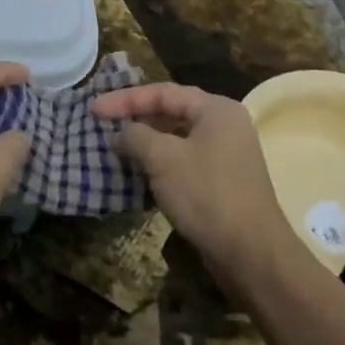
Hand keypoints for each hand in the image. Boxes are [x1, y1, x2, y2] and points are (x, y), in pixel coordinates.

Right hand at [91, 83, 290, 274]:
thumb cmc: (206, 193)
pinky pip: (184, 161)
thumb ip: (135, 136)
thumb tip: (121, 134)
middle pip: (172, 111)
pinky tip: (138, 173)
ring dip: (145, 142)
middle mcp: (225, 126)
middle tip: (102, 125)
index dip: (125, 99)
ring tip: (115, 147)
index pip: (163, 92)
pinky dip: (159, 163)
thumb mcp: (162, 158)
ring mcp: (226, 155)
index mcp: (216, 109)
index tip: (94, 110)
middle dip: (135, 118)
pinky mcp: (222, 182)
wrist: (250, 252)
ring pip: (177, 139)